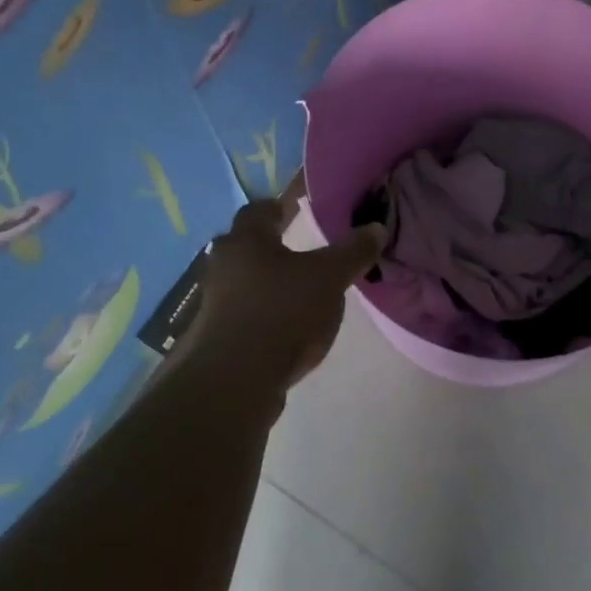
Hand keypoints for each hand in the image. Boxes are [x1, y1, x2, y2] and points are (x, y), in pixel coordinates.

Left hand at [190, 198, 386, 393]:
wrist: (234, 382)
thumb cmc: (282, 312)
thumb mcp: (329, 278)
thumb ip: (353, 252)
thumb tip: (377, 227)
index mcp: (247, 240)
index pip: (258, 210)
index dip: (278, 208)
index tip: (294, 210)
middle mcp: (224, 265)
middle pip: (246, 246)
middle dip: (270, 246)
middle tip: (298, 250)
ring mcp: (214, 304)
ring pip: (242, 282)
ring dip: (264, 283)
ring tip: (295, 292)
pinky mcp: (213, 338)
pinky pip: (241, 315)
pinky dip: (260, 315)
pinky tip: (283, 329)